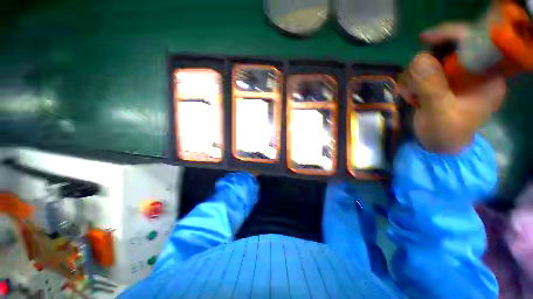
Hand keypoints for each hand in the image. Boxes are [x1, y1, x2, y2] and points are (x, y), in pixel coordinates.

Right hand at [399, 23, 506, 153]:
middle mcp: (474, 72)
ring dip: (415, 77)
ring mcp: (457, 77)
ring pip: (431, 61)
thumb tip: (419, 58)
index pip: (474, 42)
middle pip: (448, 50)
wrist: (438, 147)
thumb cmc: (446, 135)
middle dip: (426, 65)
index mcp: (487, 77)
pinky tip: (411, 97)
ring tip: (412, 97)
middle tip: (414, 84)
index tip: (424, 39)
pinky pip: (423, 73)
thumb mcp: (439, 113)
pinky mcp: (443, 83)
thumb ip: (432, 87)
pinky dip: (412, 83)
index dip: (450, 35)